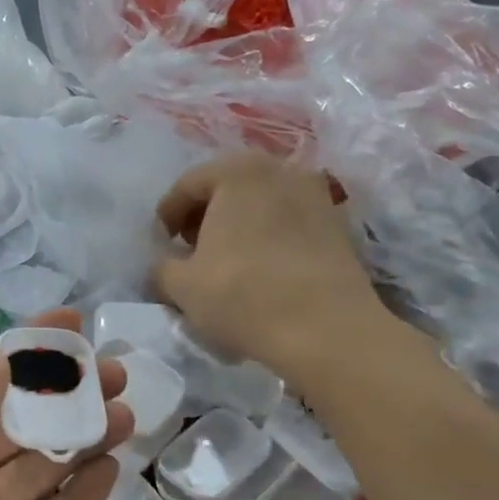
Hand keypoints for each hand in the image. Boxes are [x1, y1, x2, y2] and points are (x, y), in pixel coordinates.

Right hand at [153, 153, 387, 376]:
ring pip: (261, 205)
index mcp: (238, 171)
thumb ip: (161, 268)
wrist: (325, 330)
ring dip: (237, 227)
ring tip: (225, 263)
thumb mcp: (182, 285)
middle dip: (204, 217)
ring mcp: (315, 196)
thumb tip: (163, 268)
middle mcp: (280, 170)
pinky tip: (259, 271)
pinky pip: (288, 223)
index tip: (161, 244)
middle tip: (190, 251)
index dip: (167, 215)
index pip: (188, 185)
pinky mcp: (337, 226)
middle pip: (227, 188)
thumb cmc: (242, 295)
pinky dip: (267, 238)